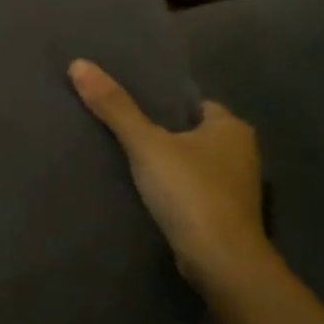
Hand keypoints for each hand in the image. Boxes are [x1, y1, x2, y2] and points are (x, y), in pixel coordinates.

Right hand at [68, 60, 271, 294]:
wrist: (219, 259)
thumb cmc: (189, 191)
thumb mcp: (145, 144)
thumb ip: (115, 107)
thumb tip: (79, 64)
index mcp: (232, 127)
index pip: (195, 105)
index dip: (164, 107)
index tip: (131, 111)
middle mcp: (243, 152)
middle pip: (194, 134)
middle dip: (166, 136)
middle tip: (124, 136)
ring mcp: (238, 187)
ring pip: (196, 164)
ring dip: (171, 166)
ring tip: (130, 165)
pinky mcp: (226, 216)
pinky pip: (195, 191)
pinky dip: (176, 191)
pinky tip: (150, 197)